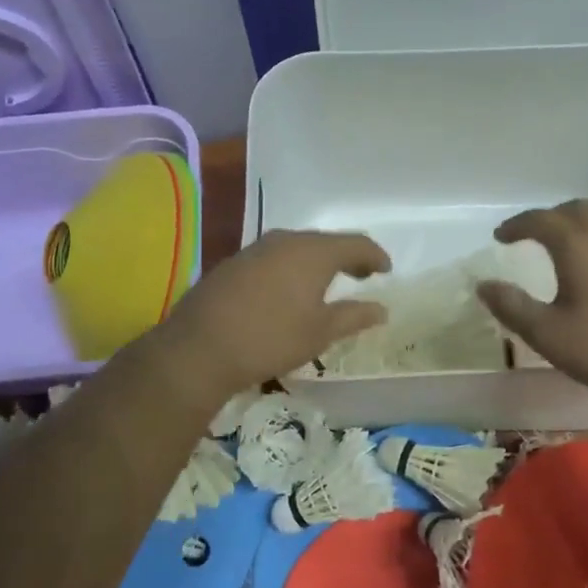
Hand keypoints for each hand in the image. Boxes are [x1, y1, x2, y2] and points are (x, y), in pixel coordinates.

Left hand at [158, 230, 389, 395]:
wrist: (200, 347)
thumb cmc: (271, 338)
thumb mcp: (320, 332)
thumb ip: (354, 316)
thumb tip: (381, 309)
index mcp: (313, 252)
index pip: (355, 243)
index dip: (375, 255)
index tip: (386, 270)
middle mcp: (285, 240)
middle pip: (325, 242)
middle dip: (346, 257)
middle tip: (361, 275)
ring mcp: (255, 249)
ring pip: (297, 248)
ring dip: (316, 262)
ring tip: (326, 283)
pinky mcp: (234, 263)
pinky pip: (274, 258)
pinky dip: (291, 269)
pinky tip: (288, 290)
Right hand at [476, 199, 587, 408]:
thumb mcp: (548, 334)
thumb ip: (512, 307)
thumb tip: (484, 285)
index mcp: (578, 248)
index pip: (542, 220)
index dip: (517, 225)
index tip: (499, 237)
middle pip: (576, 211)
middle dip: (549, 217)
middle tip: (529, 236)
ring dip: (572, 231)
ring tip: (554, 256)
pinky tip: (586, 280)